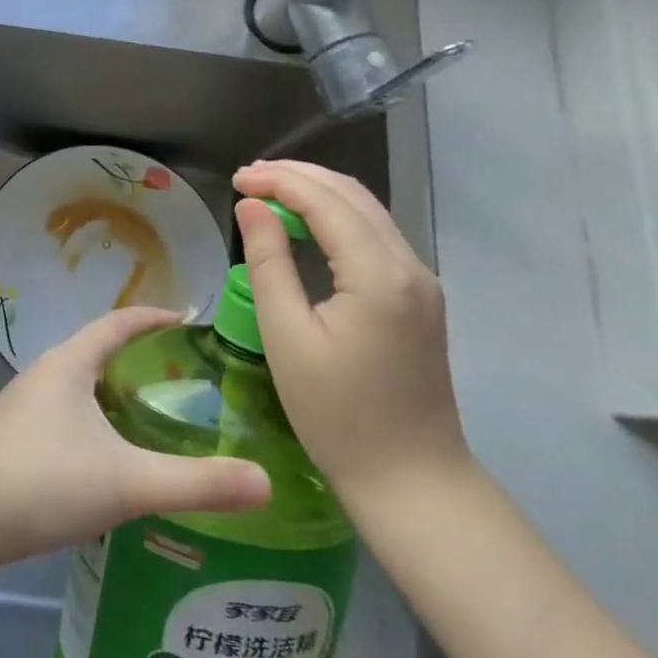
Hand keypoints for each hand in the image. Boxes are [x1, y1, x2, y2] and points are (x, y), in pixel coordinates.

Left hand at [0, 306, 270, 567]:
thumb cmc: (46, 482)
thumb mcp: (129, 483)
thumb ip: (197, 484)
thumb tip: (265, 482)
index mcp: (69, 363)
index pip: (118, 323)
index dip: (154, 317)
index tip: (188, 320)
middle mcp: (43, 372)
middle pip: (96, 350)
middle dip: (137, 356)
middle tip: (181, 377)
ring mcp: (22, 404)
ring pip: (77, 383)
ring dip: (111, 390)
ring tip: (149, 415)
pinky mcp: (11, 435)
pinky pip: (62, 411)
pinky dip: (91, 417)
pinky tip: (105, 455)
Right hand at [232, 160, 470, 508]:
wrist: (412, 480)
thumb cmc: (337, 414)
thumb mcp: (287, 336)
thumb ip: (268, 262)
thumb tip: (251, 206)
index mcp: (379, 274)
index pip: (325, 201)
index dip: (278, 180)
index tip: (235, 180)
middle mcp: (410, 265)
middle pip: (352, 194)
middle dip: (298, 176)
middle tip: (247, 179)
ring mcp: (422, 281)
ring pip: (367, 211)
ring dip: (318, 193)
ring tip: (269, 192)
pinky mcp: (420, 298)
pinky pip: (375, 236)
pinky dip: (337, 217)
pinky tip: (306, 225)